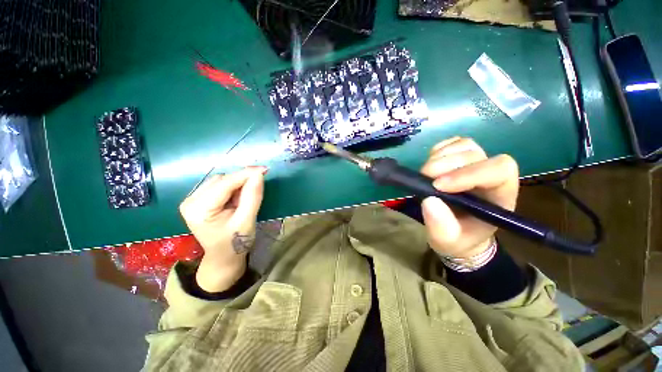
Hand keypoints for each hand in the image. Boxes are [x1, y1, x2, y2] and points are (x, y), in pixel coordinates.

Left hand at [179, 166, 265, 291]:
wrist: (223, 257)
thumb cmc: (235, 242)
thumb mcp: (247, 220)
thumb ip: (252, 196)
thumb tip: (259, 174)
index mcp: (199, 209)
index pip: (225, 184)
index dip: (246, 174)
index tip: (265, 169)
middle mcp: (191, 201)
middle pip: (221, 180)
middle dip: (241, 181)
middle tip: (257, 188)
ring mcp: (192, 200)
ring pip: (220, 180)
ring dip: (237, 184)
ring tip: (244, 200)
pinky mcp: (198, 200)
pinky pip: (219, 185)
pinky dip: (232, 188)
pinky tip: (237, 199)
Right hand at [420, 137, 518, 258]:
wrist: (456, 232)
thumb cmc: (458, 238)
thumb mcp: (448, 241)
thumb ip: (442, 227)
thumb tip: (429, 200)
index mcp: (499, 196)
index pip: (498, 171)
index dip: (468, 173)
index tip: (438, 186)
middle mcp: (491, 175)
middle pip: (476, 154)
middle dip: (446, 164)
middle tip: (424, 177)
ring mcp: (475, 163)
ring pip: (465, 145)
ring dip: (441, 156)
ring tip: (425, 173)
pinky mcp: (459, 159)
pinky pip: (452, 143)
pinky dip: (438, 150)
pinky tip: (431, 163)